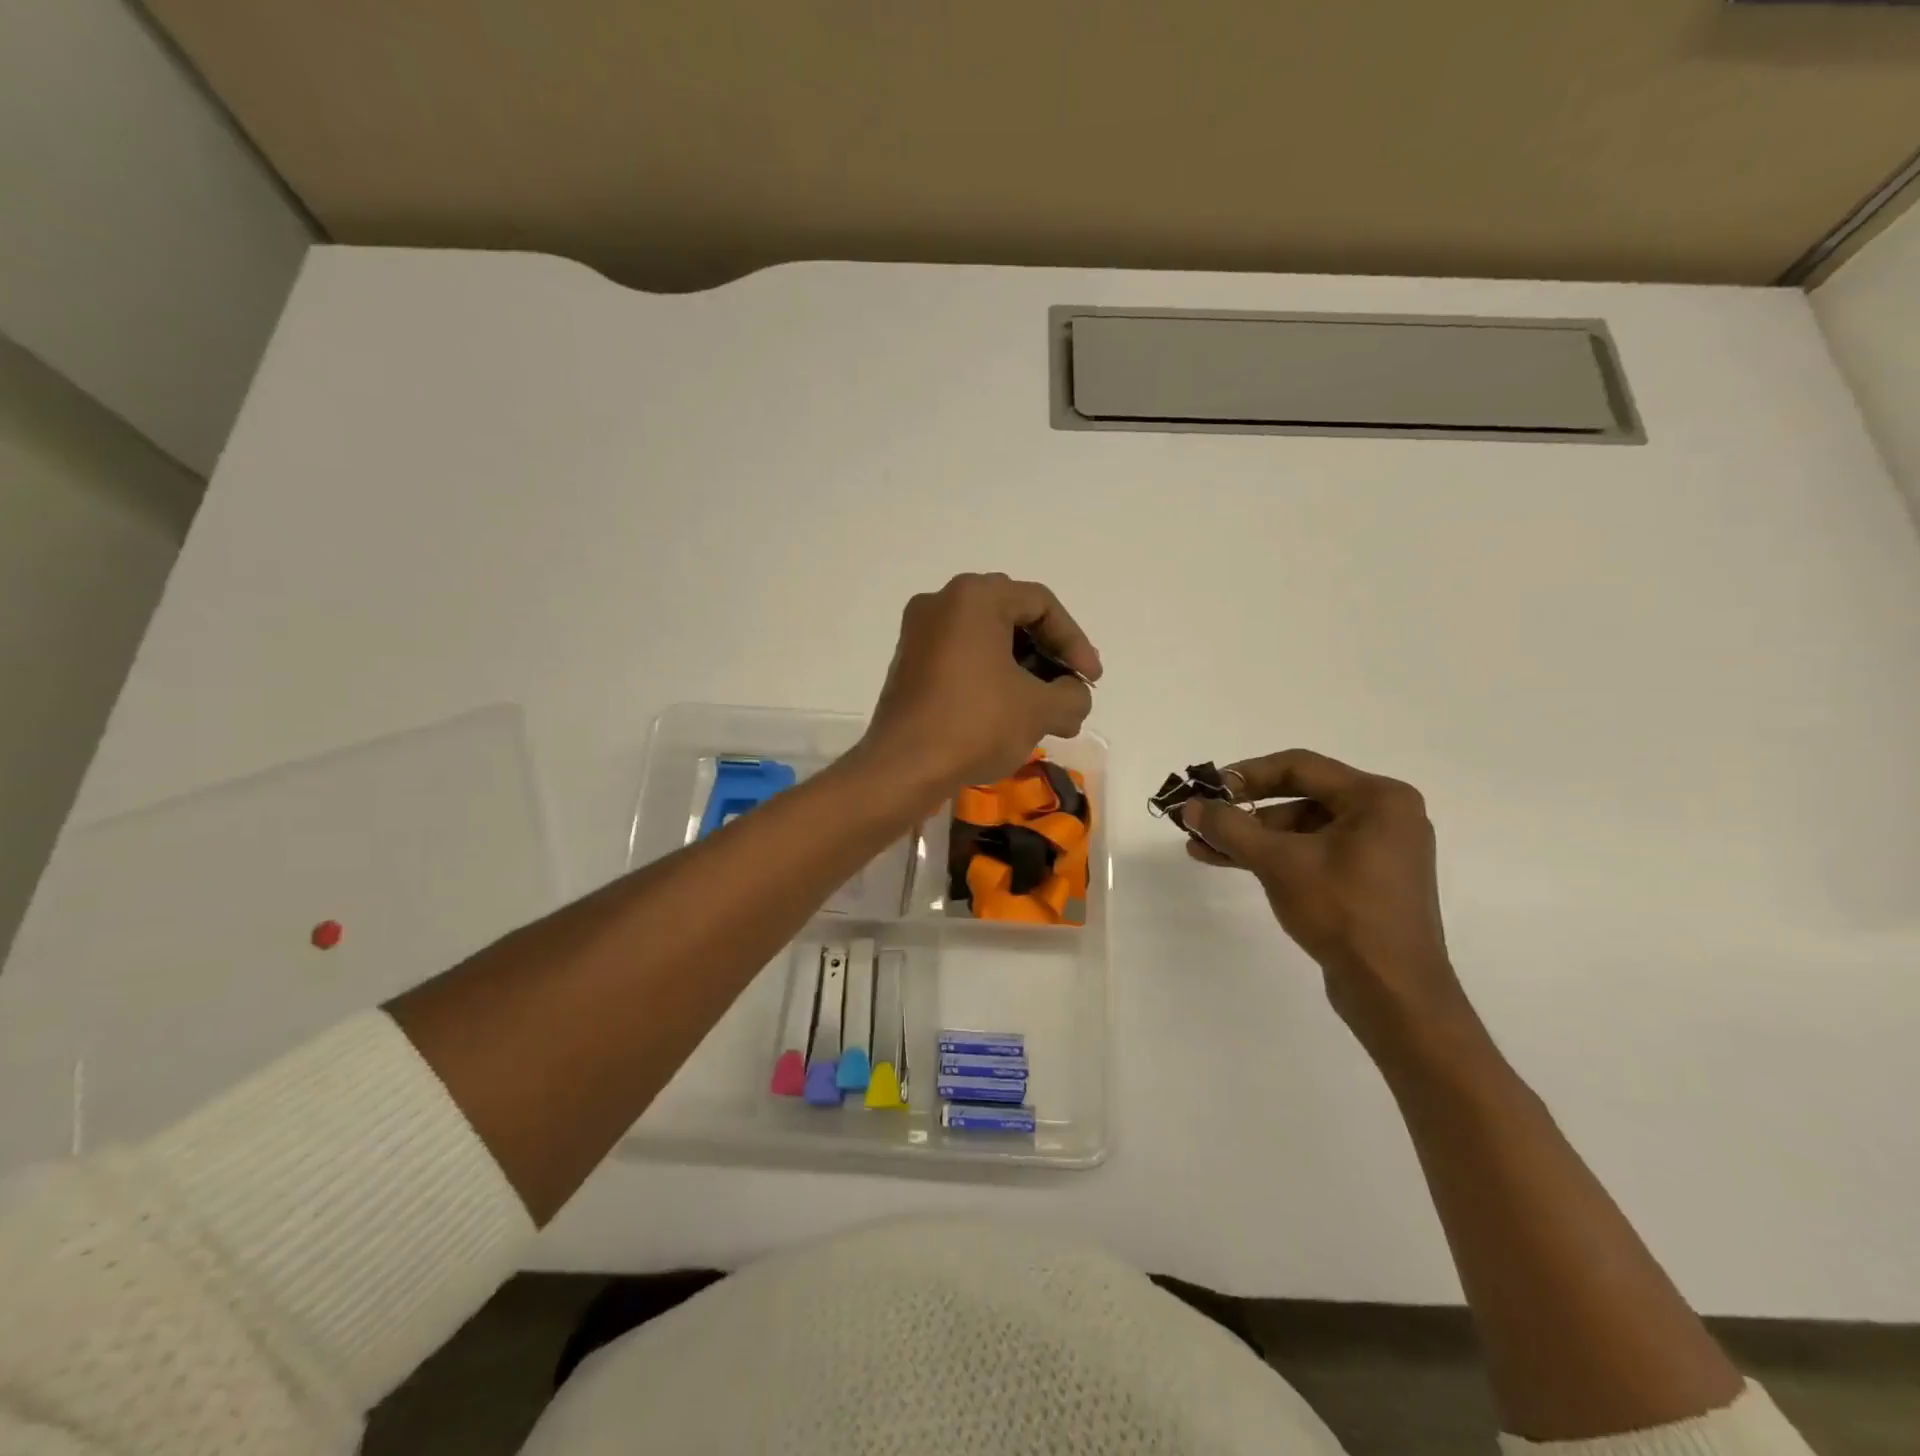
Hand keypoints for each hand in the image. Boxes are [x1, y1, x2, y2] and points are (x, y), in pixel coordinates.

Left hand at [861, 573, 1100, 792]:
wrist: (903, 768)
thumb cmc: (975, 724)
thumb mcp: (1039, 709)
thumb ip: (1073, 695)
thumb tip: (1074, 696)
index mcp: (974, 597)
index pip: (1041, 605)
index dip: (1075, 642)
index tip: (1091, 681)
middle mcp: (942, 603)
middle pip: (1013, 619)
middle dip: (1050, 658)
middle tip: (1072, 691)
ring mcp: (919, 634)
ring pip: (988, 642)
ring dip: (1024, 674)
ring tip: (1049, 714)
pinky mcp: (909, 665)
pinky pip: (963, 659)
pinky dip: (993, 680)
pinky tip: (1012, 715)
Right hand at [1181, 749, 1465, 1046]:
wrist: (1394, 992)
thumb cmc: (1343, 912)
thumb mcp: (1279, 863)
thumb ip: (1230, 828)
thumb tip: (1190, 807)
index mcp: (1378, 798)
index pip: (1300, 767)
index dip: (1246, 774)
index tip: (1207, 789)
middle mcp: (1384, 815)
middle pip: (1300, 797)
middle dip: (1244, 810)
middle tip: (1201, 819)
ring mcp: (1378, 851)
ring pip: (1302, 829)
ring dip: (1252, 837)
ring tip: (1202, 848)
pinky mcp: (1367, 881)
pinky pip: (1313, 854)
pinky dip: (1274, 856)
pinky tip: (1230, 862)